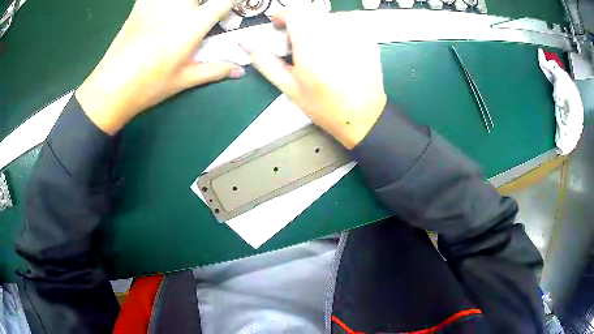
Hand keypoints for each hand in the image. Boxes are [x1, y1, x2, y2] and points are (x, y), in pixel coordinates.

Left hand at [76, 0, 243, 134]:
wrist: (112, 87)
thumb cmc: (149, 86)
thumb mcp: (184, 79)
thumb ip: (215, 70)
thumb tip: (240, 71)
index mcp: (192, 26)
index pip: (223, 2)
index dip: (233, 2)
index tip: (232, 6)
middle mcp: (178, 8)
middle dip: (205, 1)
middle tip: (203, 9)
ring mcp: (157, 4)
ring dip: (184, 1)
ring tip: (184, 8)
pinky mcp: (139, 5)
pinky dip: (158, 0)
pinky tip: (162, 7)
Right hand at [245, 9, 386, 148]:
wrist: (362, 115)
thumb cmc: (323, 105)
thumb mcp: (289, 86)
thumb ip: (265, 61)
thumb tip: (245, 43)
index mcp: (310, 43)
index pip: (294, 11)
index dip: (284, 15)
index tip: (281, 26)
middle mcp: (333, 32)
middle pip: (311, 11)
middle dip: (301, 22)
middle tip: (300, 42)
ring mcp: (354, 32)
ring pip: (329, 14)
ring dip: (319, 25)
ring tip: (320, 47)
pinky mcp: (367, 36)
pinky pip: (348, 21)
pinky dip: (338, 28)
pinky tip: (338, 47)